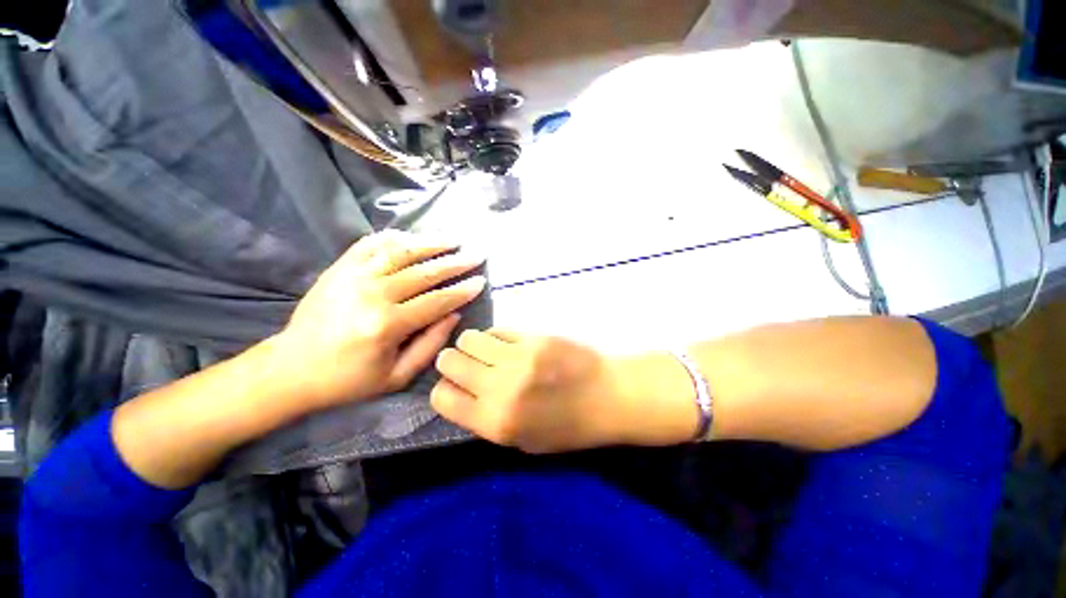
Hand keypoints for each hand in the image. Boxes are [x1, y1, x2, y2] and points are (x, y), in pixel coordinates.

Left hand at [273, 231, 486, 409]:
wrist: (290, 370)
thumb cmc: (348, 380)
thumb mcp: (396, 376)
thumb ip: (430, 344)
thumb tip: (454, 314)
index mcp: (387, 325)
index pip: (437, 301)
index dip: (463, 290)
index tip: (481, 281)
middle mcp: (372, 294)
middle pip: (424, 272)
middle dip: (455, 262)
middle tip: (476, 255)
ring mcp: (353, 276)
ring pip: (401, 252)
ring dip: (431, 243)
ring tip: (453, 239)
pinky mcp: (339, 269)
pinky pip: (371, 244)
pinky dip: (394, 237)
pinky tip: (412, 236)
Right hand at [431, 330, 628, 452]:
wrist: (608, 397)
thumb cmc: (568, 426)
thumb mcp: (523, 440)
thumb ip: (486, 420)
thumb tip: (461, 393)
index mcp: (496, 423)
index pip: (442, 398)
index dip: (444, 390)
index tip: (455, 386)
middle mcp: (500, 389)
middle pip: (449, 362)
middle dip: (453, 362)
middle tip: (468, 364)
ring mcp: (518, 359)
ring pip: (469, 339)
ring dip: (472, 345)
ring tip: (487, 351)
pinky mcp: (534, 337)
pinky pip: (497, 330)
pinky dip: (496, 336)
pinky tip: (508, 344)